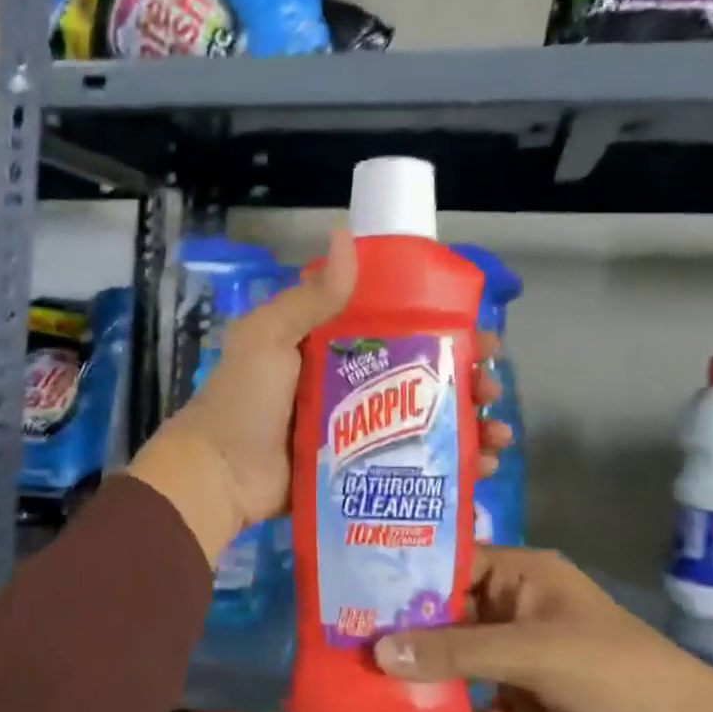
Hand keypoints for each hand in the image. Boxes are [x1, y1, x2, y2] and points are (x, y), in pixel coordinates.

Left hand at [129, 228, 512, 560]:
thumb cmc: (244, 401)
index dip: (444, 331)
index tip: (480, 337)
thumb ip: (310, 297)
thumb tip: (347, 235)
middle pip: (423, 379)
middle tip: (491, 390)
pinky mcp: (360, 471)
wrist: (218, 476)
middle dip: (467, 382)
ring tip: (495, 436)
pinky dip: (449, 468)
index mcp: (334, 347)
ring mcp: (359, 433)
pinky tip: (480, 471)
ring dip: (467, 427)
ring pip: (426, 424)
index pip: (401, 330)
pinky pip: (412, 465)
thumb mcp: (269, 338)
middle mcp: (352, 385)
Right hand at [373, 548, 712, 711]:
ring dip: (425, 691)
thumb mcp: (531, 653)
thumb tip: (379, 651)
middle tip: (347, 651)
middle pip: (449, 620)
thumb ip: (456, 651)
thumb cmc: (611, 670)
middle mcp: (516, 608)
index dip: (407, 578)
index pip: (452, 565)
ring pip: (460, 669)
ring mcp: (520, 659)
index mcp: (522, 574)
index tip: (355, 593)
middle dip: (406, 641)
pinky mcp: (527, 704)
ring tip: (369, 705)